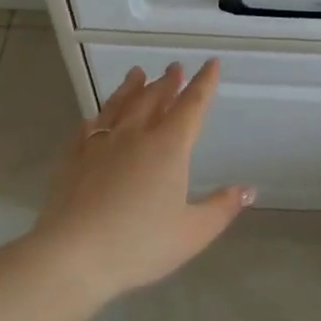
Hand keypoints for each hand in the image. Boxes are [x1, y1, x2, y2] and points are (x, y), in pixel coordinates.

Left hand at [31, 60, 253, 302]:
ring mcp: (99, 144)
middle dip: (167, 82)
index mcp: (168, 147)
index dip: (203, 84)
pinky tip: (94, 118)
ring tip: (137, 74)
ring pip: (119, 106)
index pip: (191, 106)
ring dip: (130, 88)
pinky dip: (96, 118)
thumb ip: (222, 208)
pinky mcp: (72, 159)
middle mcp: (135, 136)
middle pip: (154, 99)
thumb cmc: (139, 244)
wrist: (73, 255)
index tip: (210, 64)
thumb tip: (248, 189)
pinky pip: (86, 129)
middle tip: (174, 67)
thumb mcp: (192, 232)